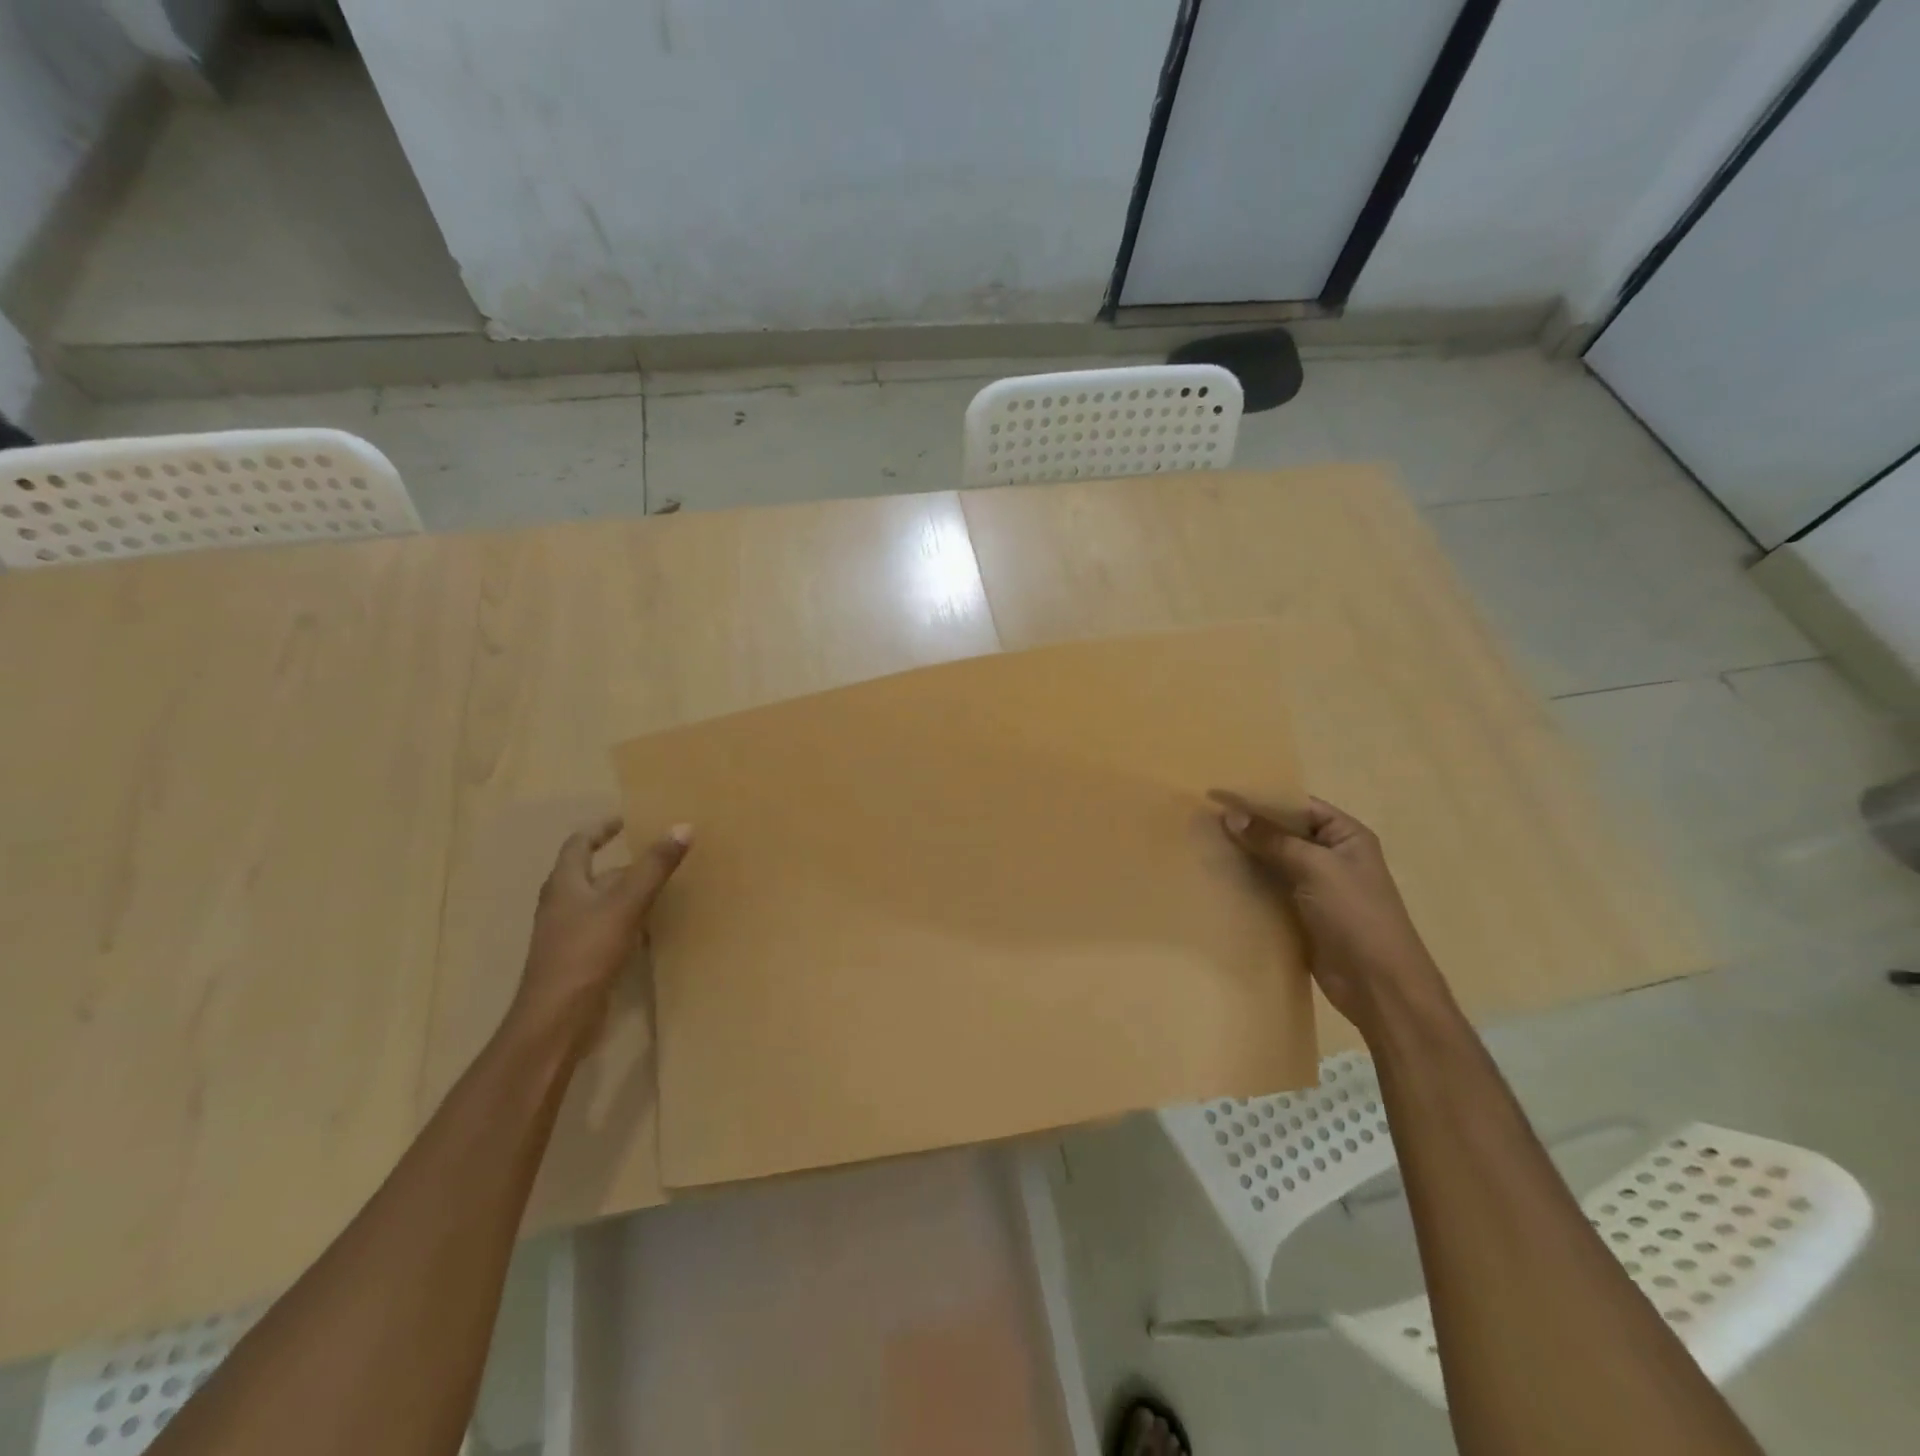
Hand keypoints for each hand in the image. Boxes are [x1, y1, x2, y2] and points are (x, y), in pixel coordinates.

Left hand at [508, 816, 692, 1054]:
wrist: (556, 1020)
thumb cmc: (585, 954)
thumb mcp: (625, 904)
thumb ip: (654, 867)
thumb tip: (683, 826)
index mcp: (564, 884)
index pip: (579, 844)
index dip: (601, 829)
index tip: (627, 820)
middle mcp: (562, 905)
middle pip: (591, 874)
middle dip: (624, 864)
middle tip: (658, 855)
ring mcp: (568, 934)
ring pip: (601, 903)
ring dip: (628, 892)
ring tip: (663, 888)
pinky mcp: (579, 959)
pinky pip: (607, 928)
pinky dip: (628, 921)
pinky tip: (651, 929)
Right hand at [1210, 791, 1445, 1032]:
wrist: (1377, 984)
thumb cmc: (1355, 915)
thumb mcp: (1315, 868)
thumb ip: (1272, 840)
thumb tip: (1230, 814)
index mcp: (1346, 836)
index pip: (1299, 806)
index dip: (1262, 798)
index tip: (1221, 795)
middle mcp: (1331, 856)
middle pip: (1283, 833)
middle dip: (1248, 826)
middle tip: (1204, 819)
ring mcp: (1315, 887)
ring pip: (1272, 862)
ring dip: (1244, 856)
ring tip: (1203, 845)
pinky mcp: (1300, 914)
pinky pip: (1269, 889)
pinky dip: (1246, 884)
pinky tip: (1217, 878)